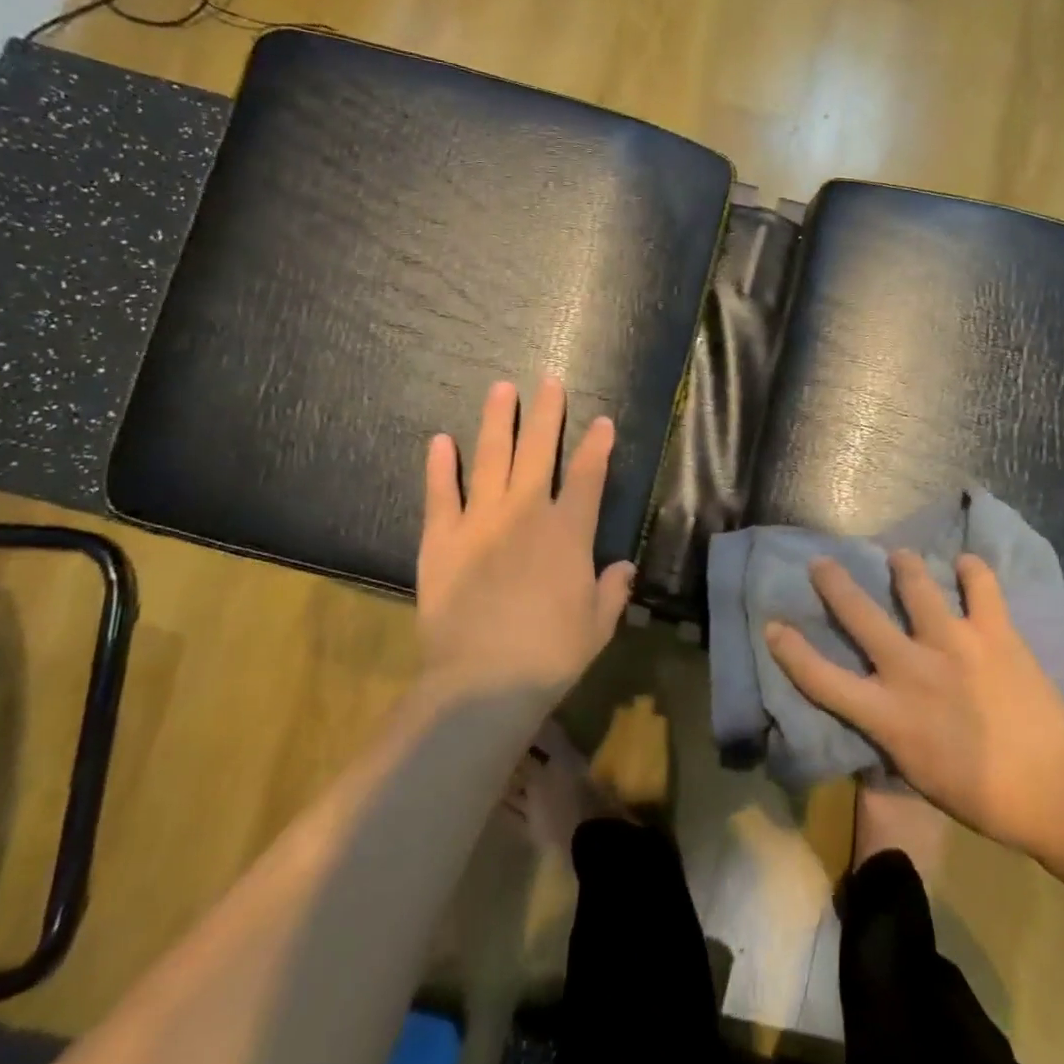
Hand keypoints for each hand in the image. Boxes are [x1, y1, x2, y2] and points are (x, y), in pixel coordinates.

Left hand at [415, 376, 634, 700]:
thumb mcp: (597, 626)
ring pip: (491, 459)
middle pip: (538, 452)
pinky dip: (440, 466)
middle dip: (546, 414)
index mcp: (568, 533)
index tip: (603, 422)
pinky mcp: (441, 540)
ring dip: (497, 422)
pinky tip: (440, 440)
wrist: (483, 682)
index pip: (587, 477)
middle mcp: (526, 514)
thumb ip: (611, 591)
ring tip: (501, 389)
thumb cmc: (550, 655)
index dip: (597, 447)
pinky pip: (441, 494)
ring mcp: (480, 522)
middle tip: (548, 381)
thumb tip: (623, 567)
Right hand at [766, 551, 1063, 855]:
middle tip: (823, 562)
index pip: (822, 679)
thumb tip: (875, 704)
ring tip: (900, 557)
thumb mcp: (915, 771)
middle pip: (858, 615)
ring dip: (904, 566)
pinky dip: (971, 571)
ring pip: (916, 585)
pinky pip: (980, 586)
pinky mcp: (994, 632)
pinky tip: (966, 565)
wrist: (1055, 790)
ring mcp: (953, 644)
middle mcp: (911, 669)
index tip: (772, 625)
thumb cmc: (980, 795)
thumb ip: (888, 729)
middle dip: (834, 584)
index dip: (790, 651)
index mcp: (888, 714)